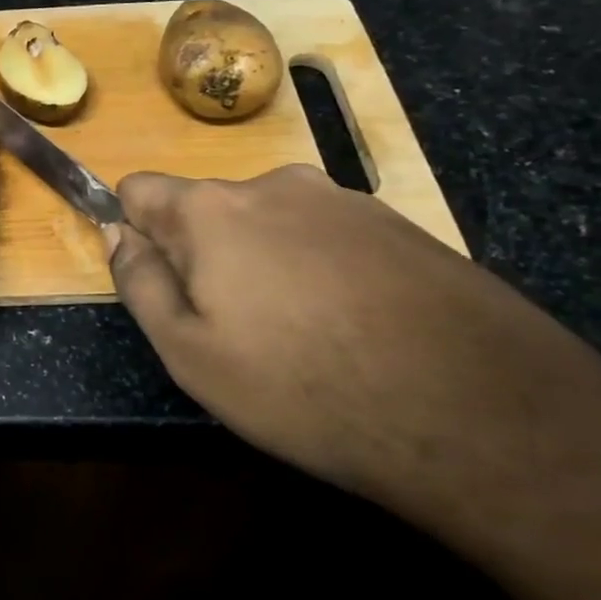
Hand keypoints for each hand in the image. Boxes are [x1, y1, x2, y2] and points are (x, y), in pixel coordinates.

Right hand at [108, 164, 600, 515]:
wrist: (482, 414)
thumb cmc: (305, 387)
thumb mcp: (190, 353)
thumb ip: (138, 283)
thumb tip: (118, 233)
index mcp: (211, 210)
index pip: (140, 190)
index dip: (134, 231)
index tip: (159, 282)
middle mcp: (273, 185)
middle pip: (207, 208)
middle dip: (203, 253)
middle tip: (235, 327)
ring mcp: (344, 199)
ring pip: (270, 222)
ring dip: (265, 261)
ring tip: (304, 334)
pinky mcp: (400, 224)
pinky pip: (328, 236)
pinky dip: (321, 269)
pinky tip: (357, 327)